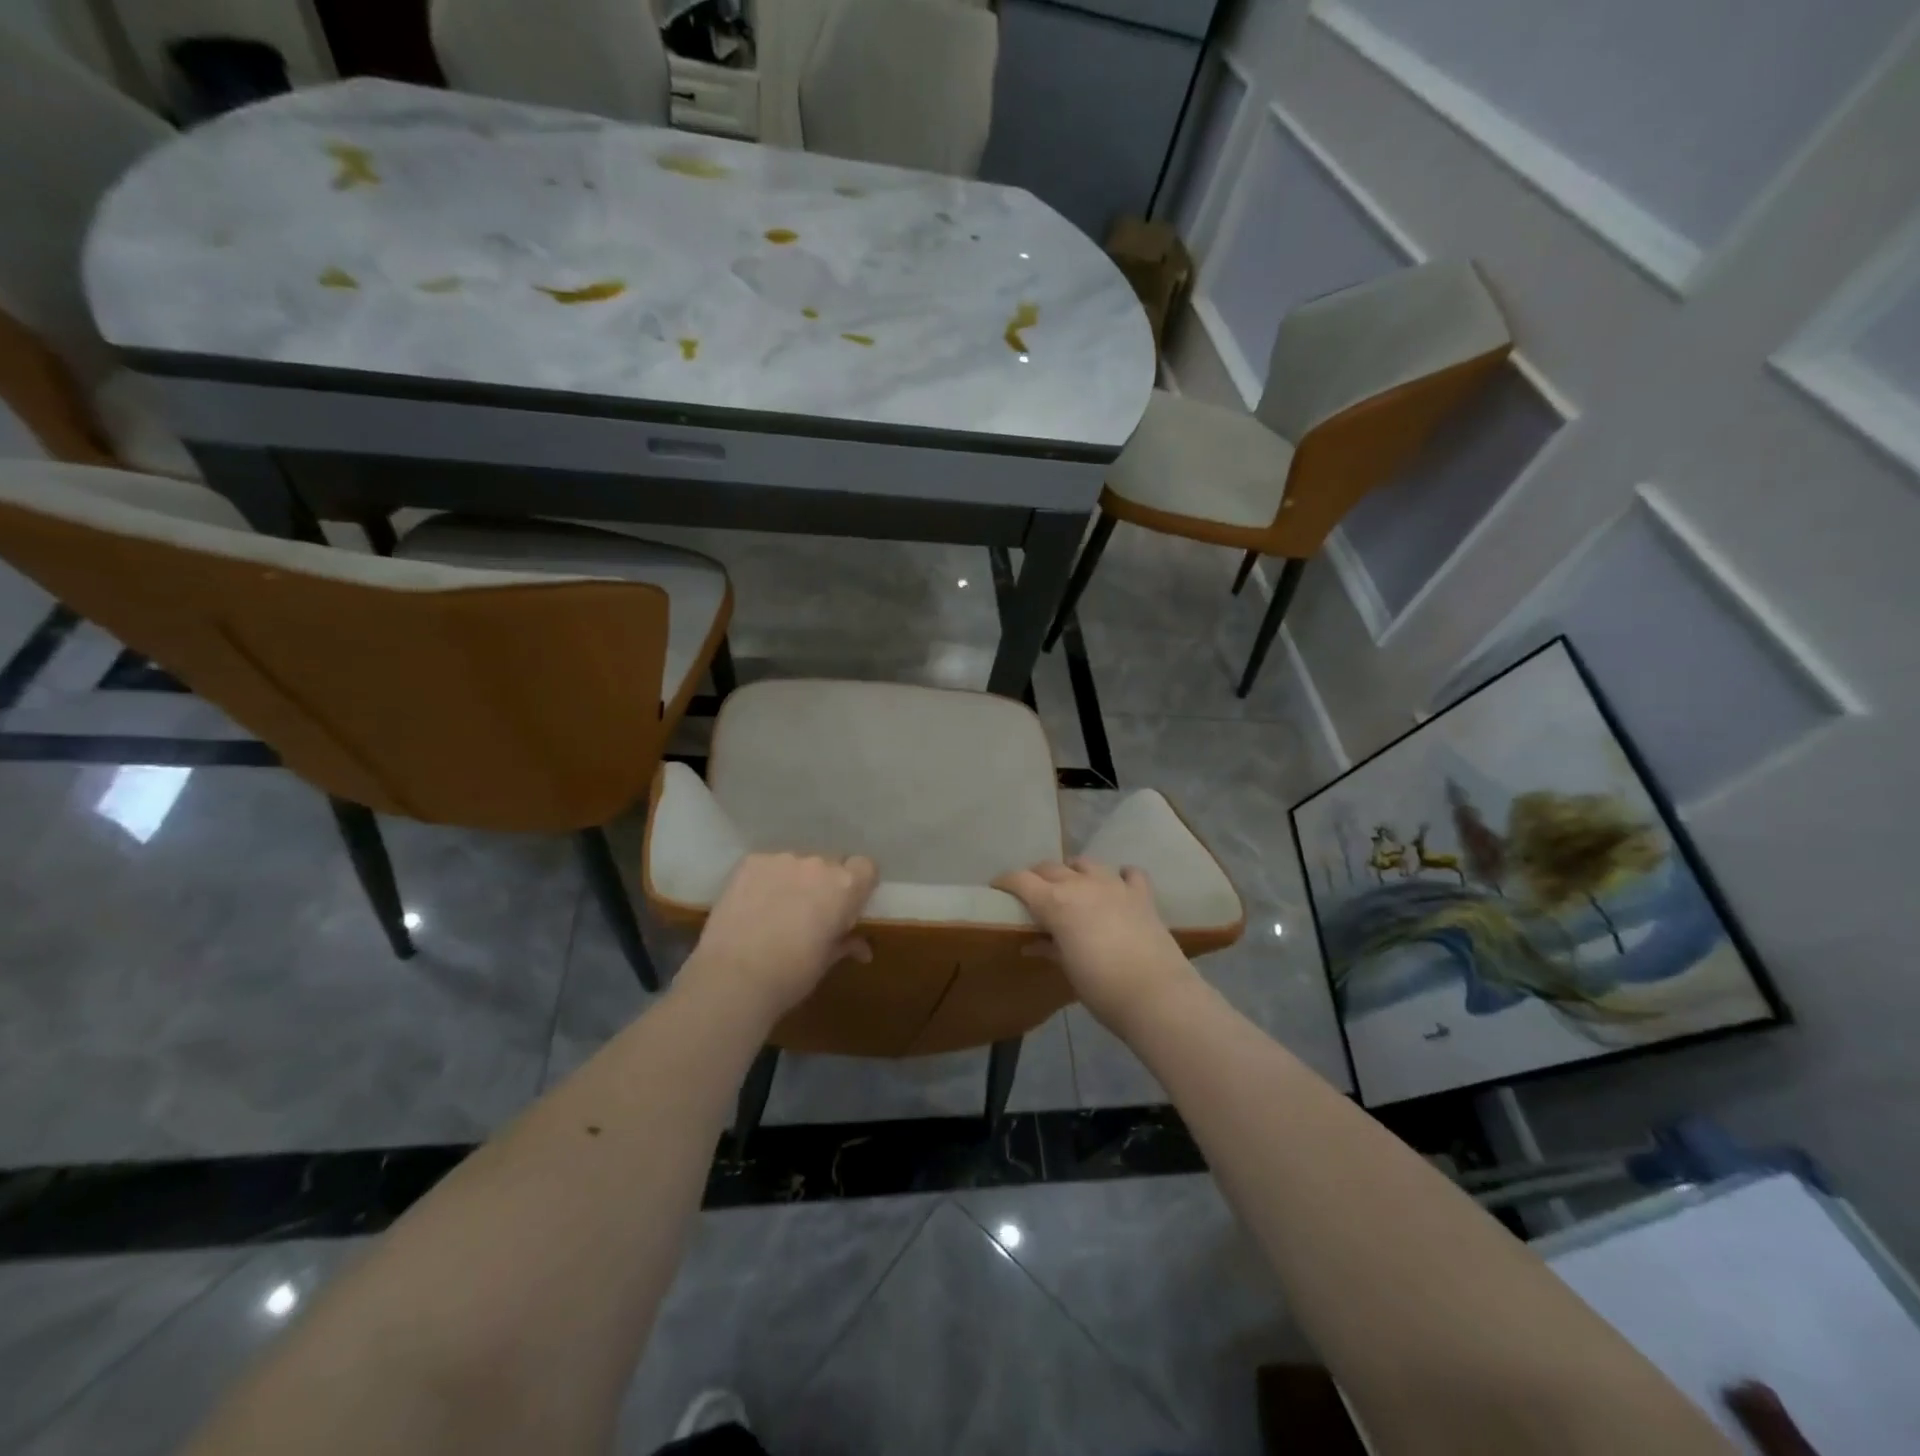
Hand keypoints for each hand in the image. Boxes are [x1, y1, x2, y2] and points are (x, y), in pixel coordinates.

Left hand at [683, 852, 877, 1022]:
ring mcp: (782, 859)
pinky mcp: (751, 862)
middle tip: (809, 914)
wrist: (734, 977)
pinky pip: (767, 866)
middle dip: (823, 885)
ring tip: (775, 911)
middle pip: (829, 865)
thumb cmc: (792, 974)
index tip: (847, 906)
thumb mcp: (826, 961)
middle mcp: (818, 864)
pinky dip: (765, 881)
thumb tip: (862, 948)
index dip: (858, 885)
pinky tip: (752, 906)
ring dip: (794, 881)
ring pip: (797, 865)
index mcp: (845, 886)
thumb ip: (845, 943)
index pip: (865, 867)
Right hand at [992, 858, 1199, 1031]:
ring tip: (1072, 886)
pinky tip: (1118, 886)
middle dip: (1036, 876)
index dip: (1005, 881)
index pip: (1021, 880)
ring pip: (1085, 863)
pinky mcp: (1142, 895)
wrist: (1156, 995)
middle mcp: (1082, 884)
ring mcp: (1114, 885)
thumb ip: (1049, 947)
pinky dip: (1121, 875)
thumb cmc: (1101, 987)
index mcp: (1056, 902)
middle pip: (1050, 867)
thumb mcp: (1067, 968)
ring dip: (1073, 870)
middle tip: (1032, 894)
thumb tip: (1032, 943)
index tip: (997, 888)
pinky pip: (1129, 873)